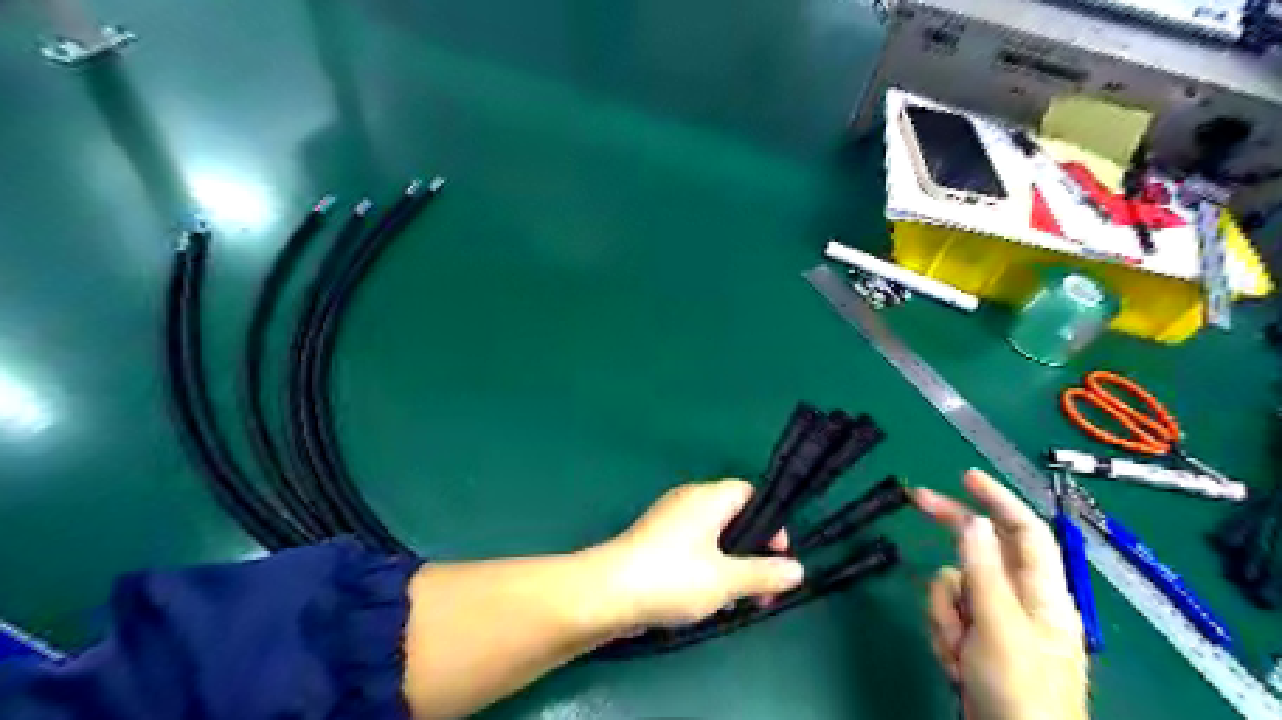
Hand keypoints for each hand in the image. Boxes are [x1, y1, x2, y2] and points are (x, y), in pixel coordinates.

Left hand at [590, 484, 798, 628]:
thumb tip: (798, 570)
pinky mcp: (656, 544)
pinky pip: (694, 550)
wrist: (606, 594)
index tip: (778, 557)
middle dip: (753, 552)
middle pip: (734, 517)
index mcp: (708, 497)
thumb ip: (764, 573)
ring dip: (731, 566)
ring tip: (738, 601)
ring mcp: (669, 522)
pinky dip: (708, 570)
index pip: (749, 493)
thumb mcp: (726, 579)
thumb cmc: (672, 578)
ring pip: (714, 538)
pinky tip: (708, 602)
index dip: (770, 522)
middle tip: (763, 589)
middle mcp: (689, 502)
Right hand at [917, 469, 1085, 717]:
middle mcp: (1020, 601)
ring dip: (945, 614)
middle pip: (980, 551)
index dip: (997, 499)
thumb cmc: (1019, 692)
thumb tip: (973, 521)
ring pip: (953, 586)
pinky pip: (945, 614)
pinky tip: (956, 664)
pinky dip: (943, 634)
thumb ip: (984, 571)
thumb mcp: (1000, 628)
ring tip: (960, 650)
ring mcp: (994, 622)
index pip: (1024, 531)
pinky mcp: (973, 641)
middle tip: (915, 498)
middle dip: (951, 539)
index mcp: (1044, 594)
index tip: (965, 475)